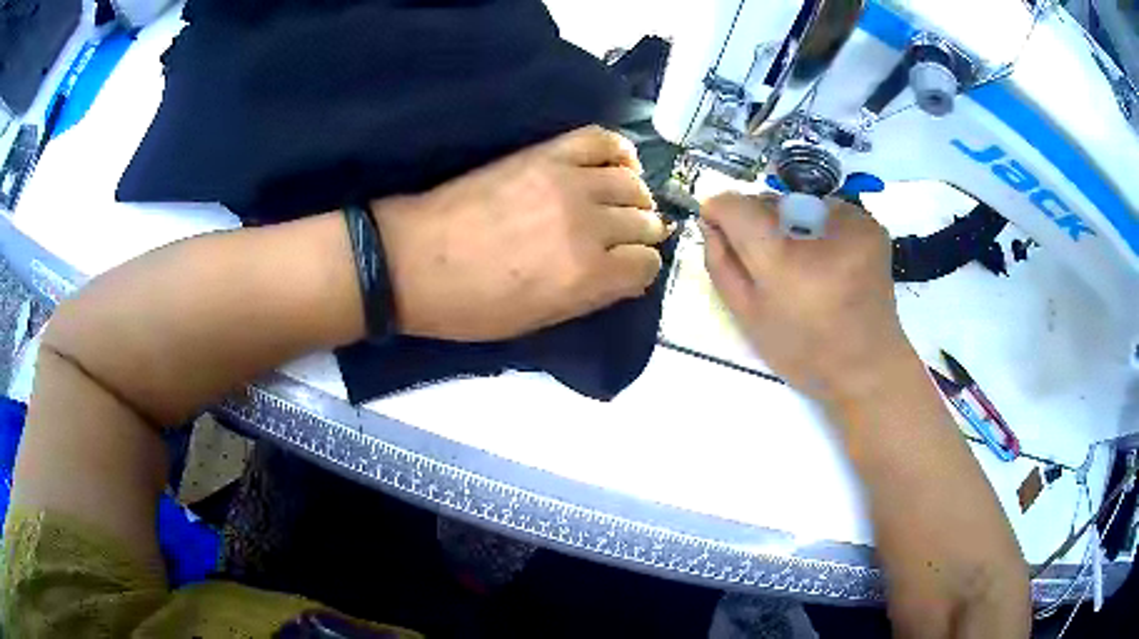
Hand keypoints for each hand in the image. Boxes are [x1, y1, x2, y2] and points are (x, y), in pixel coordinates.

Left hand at [372, 126, 668, 341]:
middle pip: (646, 222)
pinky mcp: (546, 154)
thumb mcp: (539, 321)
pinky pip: (602, 140)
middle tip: (621, 238)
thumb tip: (626, 273)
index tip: (626, 270)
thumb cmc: (471, 305)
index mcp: (586, 276)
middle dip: (641, 234)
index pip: (647, 265)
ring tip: (619, 203)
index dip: (639, 270)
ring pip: (633, 183)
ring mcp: (568, 182)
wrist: (413, 261)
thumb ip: (592, 296)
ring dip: (634, 197)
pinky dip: (619, 153)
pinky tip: (616, 166)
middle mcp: (588, 225)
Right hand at [701, 193, 915, 405]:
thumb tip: (710, 221)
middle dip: (758, 222)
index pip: (739, 207)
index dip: (720, 211)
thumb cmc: (805, 352)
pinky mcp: (869, 225)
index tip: (716, 225)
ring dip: (788, 224)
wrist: (869, 366)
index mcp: (787, 263)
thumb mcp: (749, 317)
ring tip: (802, 264)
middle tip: (767, 262)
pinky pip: (826, 211)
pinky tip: (827, 260)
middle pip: (770, 202)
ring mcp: (852, 223)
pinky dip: (817, 228)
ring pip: (798, 204)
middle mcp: (821, 231)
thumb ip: (721, 264)